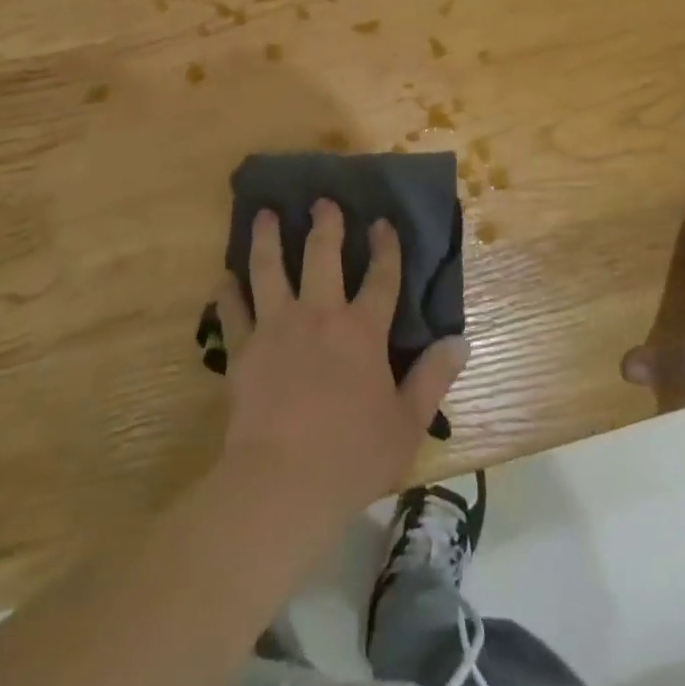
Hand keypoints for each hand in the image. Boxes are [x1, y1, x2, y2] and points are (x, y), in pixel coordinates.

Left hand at [215, 201, 467, 524]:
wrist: (282, 484)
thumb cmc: (352, 456)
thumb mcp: (406, 423)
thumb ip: (433, 379)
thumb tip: (460, 341)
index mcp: (362, 331)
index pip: (381, 277)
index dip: (385, 247)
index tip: (382, 221)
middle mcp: (319, 315)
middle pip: (321, 255)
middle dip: (325, 224)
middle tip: (321, 201)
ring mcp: (277, 327)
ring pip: (270, 269)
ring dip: (267, 239)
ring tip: (263, 214)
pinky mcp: (243, 350)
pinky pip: (233, 312)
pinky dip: (228, 293)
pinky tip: (224, 278)